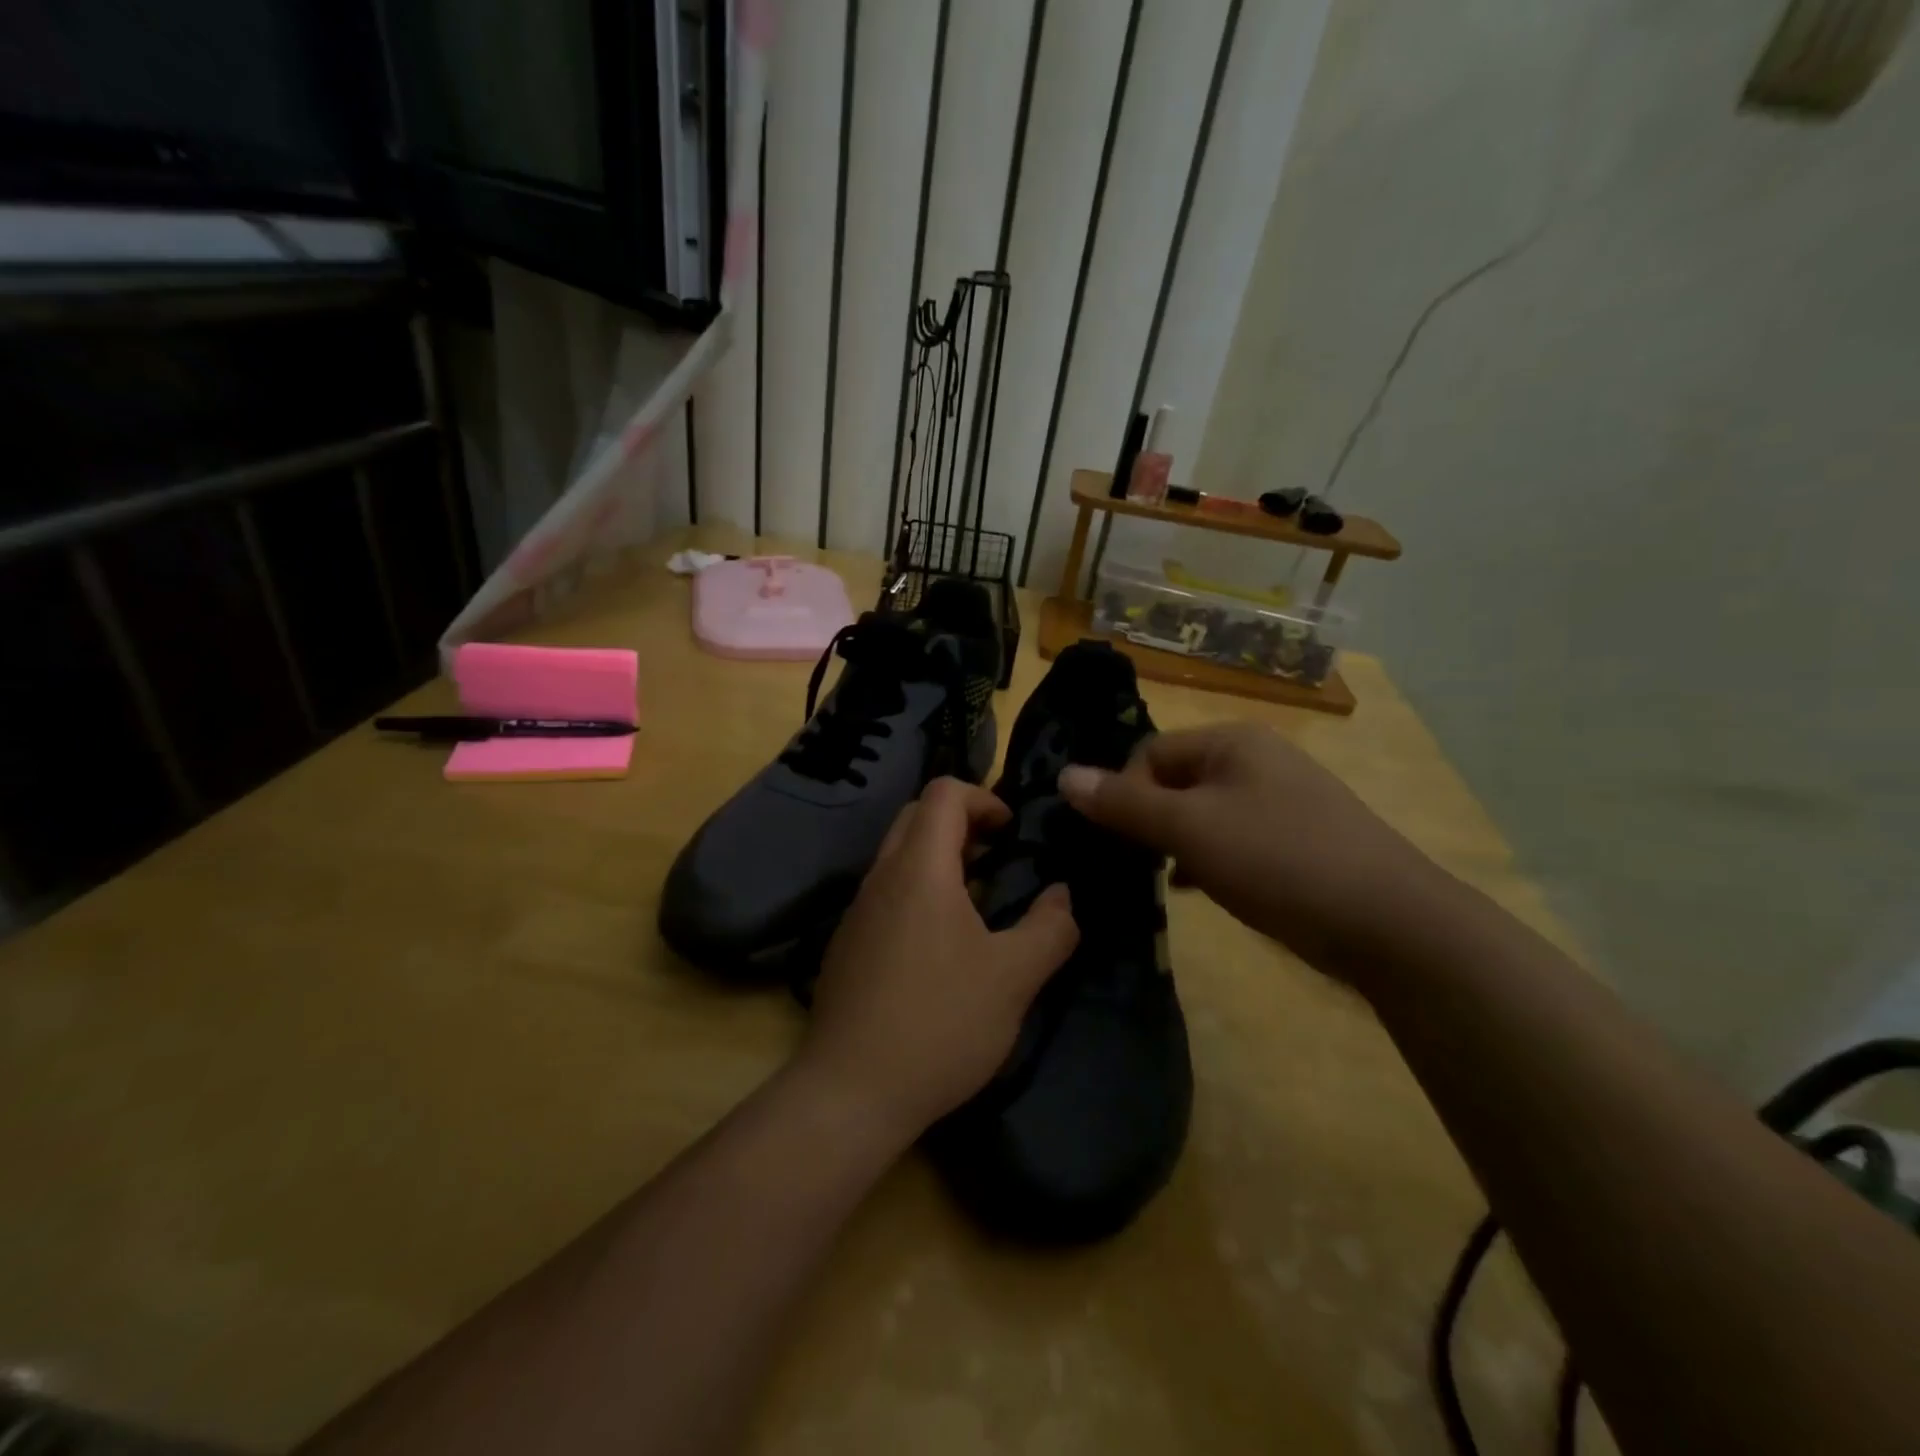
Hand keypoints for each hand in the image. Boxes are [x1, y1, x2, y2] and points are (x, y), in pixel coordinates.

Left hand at [801, 777, 1079, 1141]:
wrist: (850, 1092)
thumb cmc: (940, 1022)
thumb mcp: (1014, 977)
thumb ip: (1050, 927)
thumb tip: (1061, 894)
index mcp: (919, 868)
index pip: (943, 792)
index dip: (983, 797)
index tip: (1011, 833)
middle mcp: (880, 877)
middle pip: (917, 816)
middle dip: (962, 823)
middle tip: (997, 859)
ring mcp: (857, 912)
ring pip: (898, 857)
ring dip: (939, 861)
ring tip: (978, 904)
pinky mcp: (847, 945)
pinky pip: (886, 894)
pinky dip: (918, 893)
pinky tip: (941, 948)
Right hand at [1058, 724, 1447, 976]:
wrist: (1390, 923)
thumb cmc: (1279, 860)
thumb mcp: (1191, 830)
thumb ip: (1125, 804)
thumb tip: (1064, 776)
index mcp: (1232, 743)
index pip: (1150, 753)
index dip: (1125, 793)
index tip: (1119, 840)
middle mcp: (1256, 760)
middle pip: (1176, 780)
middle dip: (1150, 819)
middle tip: (1137, 862)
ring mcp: (1281, 800)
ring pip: (1203, 813)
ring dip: (1176, 842)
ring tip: (1165, 879)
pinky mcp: (1295, 839)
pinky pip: (1232, 837)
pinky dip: (1209, 858)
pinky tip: (1199, 888)